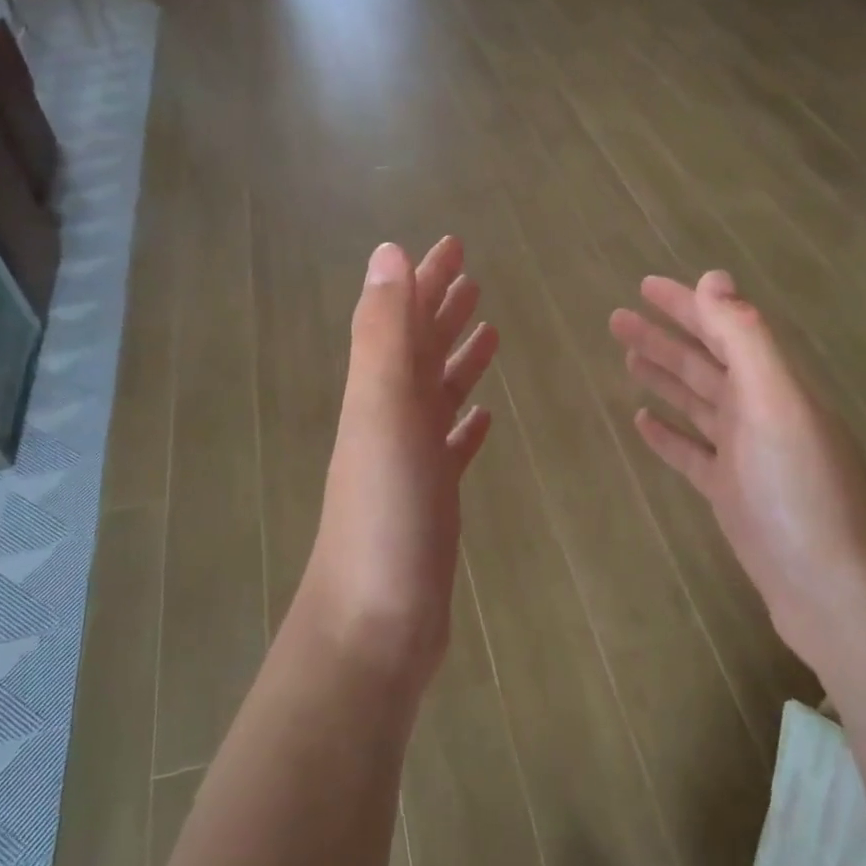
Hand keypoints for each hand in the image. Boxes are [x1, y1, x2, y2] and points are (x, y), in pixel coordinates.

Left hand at [297, 238, 498, 689]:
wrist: (374, 621)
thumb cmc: (384, 514)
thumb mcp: (382, 412)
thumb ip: (385, 334)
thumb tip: (388, 252)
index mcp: (380, 392)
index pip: (404, 318)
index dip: (426, 279)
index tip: (453, 244)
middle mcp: (392, 418)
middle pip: (420, 349)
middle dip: (443, 308)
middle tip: (474, 276)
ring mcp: (411, 461)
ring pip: (438, 394)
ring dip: (458, 359)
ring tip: (490, 331)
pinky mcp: (433, 499)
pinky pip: (451, 446)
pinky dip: (465, 424)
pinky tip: (484, 416)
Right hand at [609, 271, 865, 665]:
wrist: (834, 591)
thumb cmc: (802, 492)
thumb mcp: (775, 404)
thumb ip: (745, 340)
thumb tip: (713, 277)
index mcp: (773, 385)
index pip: (722, 329)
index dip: (685, 305)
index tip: (644, 286)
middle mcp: (761, 413)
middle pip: (704, 363)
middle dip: (664, 337)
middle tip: (618, 319)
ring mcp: (746, 457)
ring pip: (696, 403)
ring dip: (663, 378)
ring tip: (626, 357)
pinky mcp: (732, 495)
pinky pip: (692, 453)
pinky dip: (668, 434)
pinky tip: (642, 421)